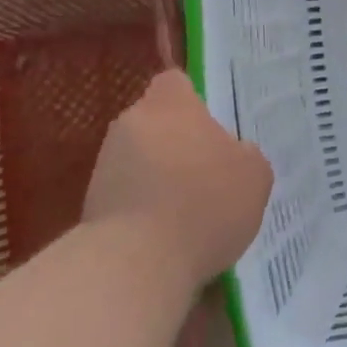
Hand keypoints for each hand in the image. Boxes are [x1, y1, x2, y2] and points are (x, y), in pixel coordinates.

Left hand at [83, 69, 272, 288]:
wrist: (136, 263)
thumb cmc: (204, 203)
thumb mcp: (255, 175)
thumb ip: (244, 154)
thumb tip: (232, 155)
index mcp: (171, 105)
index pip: (175, 82)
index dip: (194, 100)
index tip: (213, 125)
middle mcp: (131, 123)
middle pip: (157, 122)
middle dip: (178, 142)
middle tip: (208, 172)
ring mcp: (106, 164)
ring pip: (141, 159)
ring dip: (160, 177)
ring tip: (189, 212)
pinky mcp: (91, 204)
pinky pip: (128, 195)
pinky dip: (145, 209)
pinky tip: (169, 236)